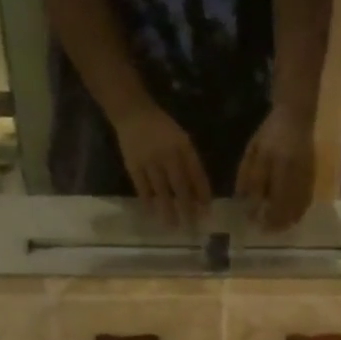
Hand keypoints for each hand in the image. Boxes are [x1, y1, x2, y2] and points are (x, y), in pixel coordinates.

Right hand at [114, 105, 211, 227]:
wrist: (133, 112)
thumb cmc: (162, 129)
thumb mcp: (182, 140)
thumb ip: (190, 163)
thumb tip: (198, 193)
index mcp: (183, 147)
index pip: (197, 174)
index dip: (203, 193)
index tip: (207, 212)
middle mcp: (168, 154)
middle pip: (180, 186)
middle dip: (187, 207)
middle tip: (192, 226)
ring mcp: (150, 161)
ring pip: (161, 190)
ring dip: (168, 209)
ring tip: (173, 226)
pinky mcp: (133, 165)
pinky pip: (142, 187)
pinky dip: (148, 201)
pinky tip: (152, 213)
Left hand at [236, 106, 316, 230]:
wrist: (297, 117)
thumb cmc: (271, 134)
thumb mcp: (254, 153)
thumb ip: (249, 179)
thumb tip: (246, 204)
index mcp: (282, 169)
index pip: (275, 203)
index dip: (266, 217)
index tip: (255, 224)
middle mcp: (298, 178)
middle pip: (289, 211)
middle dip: (276, 224)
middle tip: (264, 229)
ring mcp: (308, 180)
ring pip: (299, 210)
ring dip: (287, 220)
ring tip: (275, 225)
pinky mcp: (313, 180)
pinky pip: (306, 203)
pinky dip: (297, 213)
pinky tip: (288, 216)